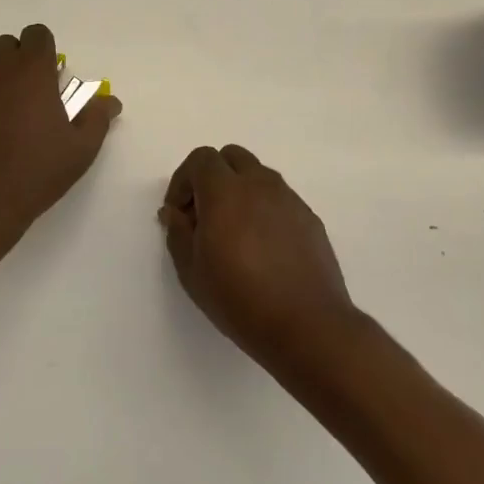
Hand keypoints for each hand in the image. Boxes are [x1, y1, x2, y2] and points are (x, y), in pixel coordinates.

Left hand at [0, 23, 121, 234]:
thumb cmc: (35, 172)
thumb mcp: (80, 149)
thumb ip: (97, 117)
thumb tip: (109, 101)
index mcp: (30, 71)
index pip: (37, 35)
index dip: (46, 51)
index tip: (53, 78)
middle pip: (6, 46)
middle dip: (20, 61)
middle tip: (32, 96)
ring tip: (7, 117)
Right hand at [160, 144, 358, 371]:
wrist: (307, 326)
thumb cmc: (240, 298)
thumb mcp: (191, 271)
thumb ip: (177, 232)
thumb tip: (173, 212)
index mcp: (226, 191)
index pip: (201, 159)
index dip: (183, 181)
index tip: (178, 214)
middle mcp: (260, 185)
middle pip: (231, 157)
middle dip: (212, 177)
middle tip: (203, 215)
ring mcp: (289, 199)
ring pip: (258, 175)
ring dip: (239, 190)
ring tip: (233, 232)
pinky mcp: (309, 218)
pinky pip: (279, 199)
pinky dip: (263, 208)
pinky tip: (261, 247)